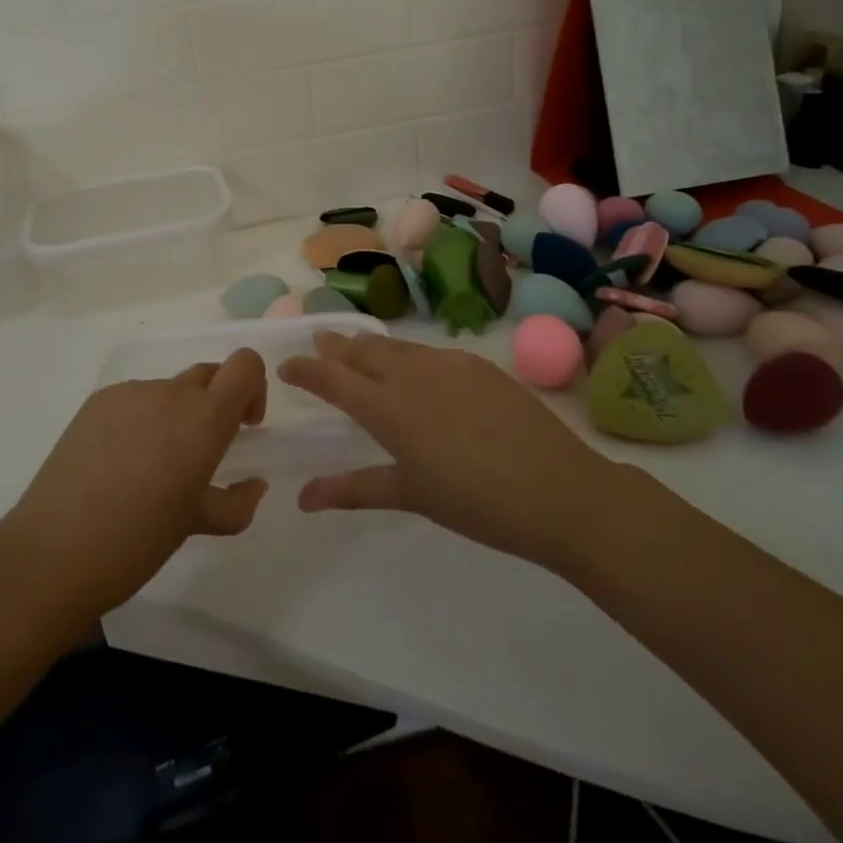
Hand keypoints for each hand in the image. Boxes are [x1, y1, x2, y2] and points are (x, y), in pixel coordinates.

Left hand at [0, 350, 269, 625]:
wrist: (51, 555)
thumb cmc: (136, 543)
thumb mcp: (196, 525)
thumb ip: (235, 502)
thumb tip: (254, 485)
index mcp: (203, 419)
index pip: (245, 365)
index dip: (253, 387)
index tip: (243, 426)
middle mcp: (170, 394)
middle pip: (209, 375)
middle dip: (216, 404)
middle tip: (201, 454)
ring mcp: (129, 394)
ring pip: (169, 391)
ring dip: (175, 417)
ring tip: (150, 469)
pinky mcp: (96, 402)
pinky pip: (134, 400)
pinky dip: (141, 421)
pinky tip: (118, 465)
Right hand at [279, 332, 609, 572]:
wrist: (557, 489)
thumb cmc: (475, 502)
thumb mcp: (410, 495)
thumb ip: (353, 489)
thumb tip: (302, 498)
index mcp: (387, 408)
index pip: (332, 378)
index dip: (306, 369)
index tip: (285, 365)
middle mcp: (411, 375)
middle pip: (363, 351)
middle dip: (336, 346)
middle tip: (319, 340)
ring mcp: (448, 364)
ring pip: (396, 348)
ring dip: (371, 346)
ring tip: (358, 346)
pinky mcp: (478, 364)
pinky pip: (429, 353)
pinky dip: (408, 355)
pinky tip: (414, 366)